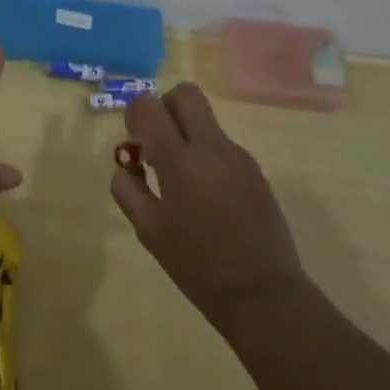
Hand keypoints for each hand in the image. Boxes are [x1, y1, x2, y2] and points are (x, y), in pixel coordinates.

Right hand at [111, 84, 306, 327]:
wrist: (262, 294)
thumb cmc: (196, 266)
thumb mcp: (148, 231)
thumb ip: (128, 189)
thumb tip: (127, 166)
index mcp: (180, 162)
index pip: (150, 106)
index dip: (135, 113)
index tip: (134, 140)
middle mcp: (212, 148)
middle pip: (186, 95)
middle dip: (165, 108)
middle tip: (156, 142)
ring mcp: (239, 157)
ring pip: (206, 122)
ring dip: (186, 135)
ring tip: (181, 182)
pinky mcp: (256, 170)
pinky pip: (222, 146)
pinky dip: (206, 156)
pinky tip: (207, 198)